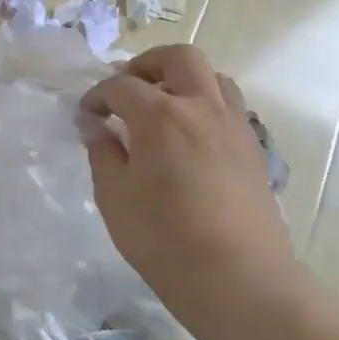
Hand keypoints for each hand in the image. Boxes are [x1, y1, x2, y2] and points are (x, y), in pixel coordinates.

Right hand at [80, 46, 298, 339]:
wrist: (241, 281)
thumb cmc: (165, 241)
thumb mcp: (115, 198)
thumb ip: (103, 153)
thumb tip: (95, 127)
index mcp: (161, 116)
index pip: (120, 86)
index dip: (96, 96)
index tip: (85, 115)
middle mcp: (201, 107)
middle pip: (179, 58)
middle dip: (147, 64)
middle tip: (127, 89)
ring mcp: (234, 126)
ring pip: (212, 76)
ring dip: (182, 80)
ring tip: (161, 107)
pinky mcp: (253, 148)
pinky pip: (229, 106)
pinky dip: (205, 104)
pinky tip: (188, 137)